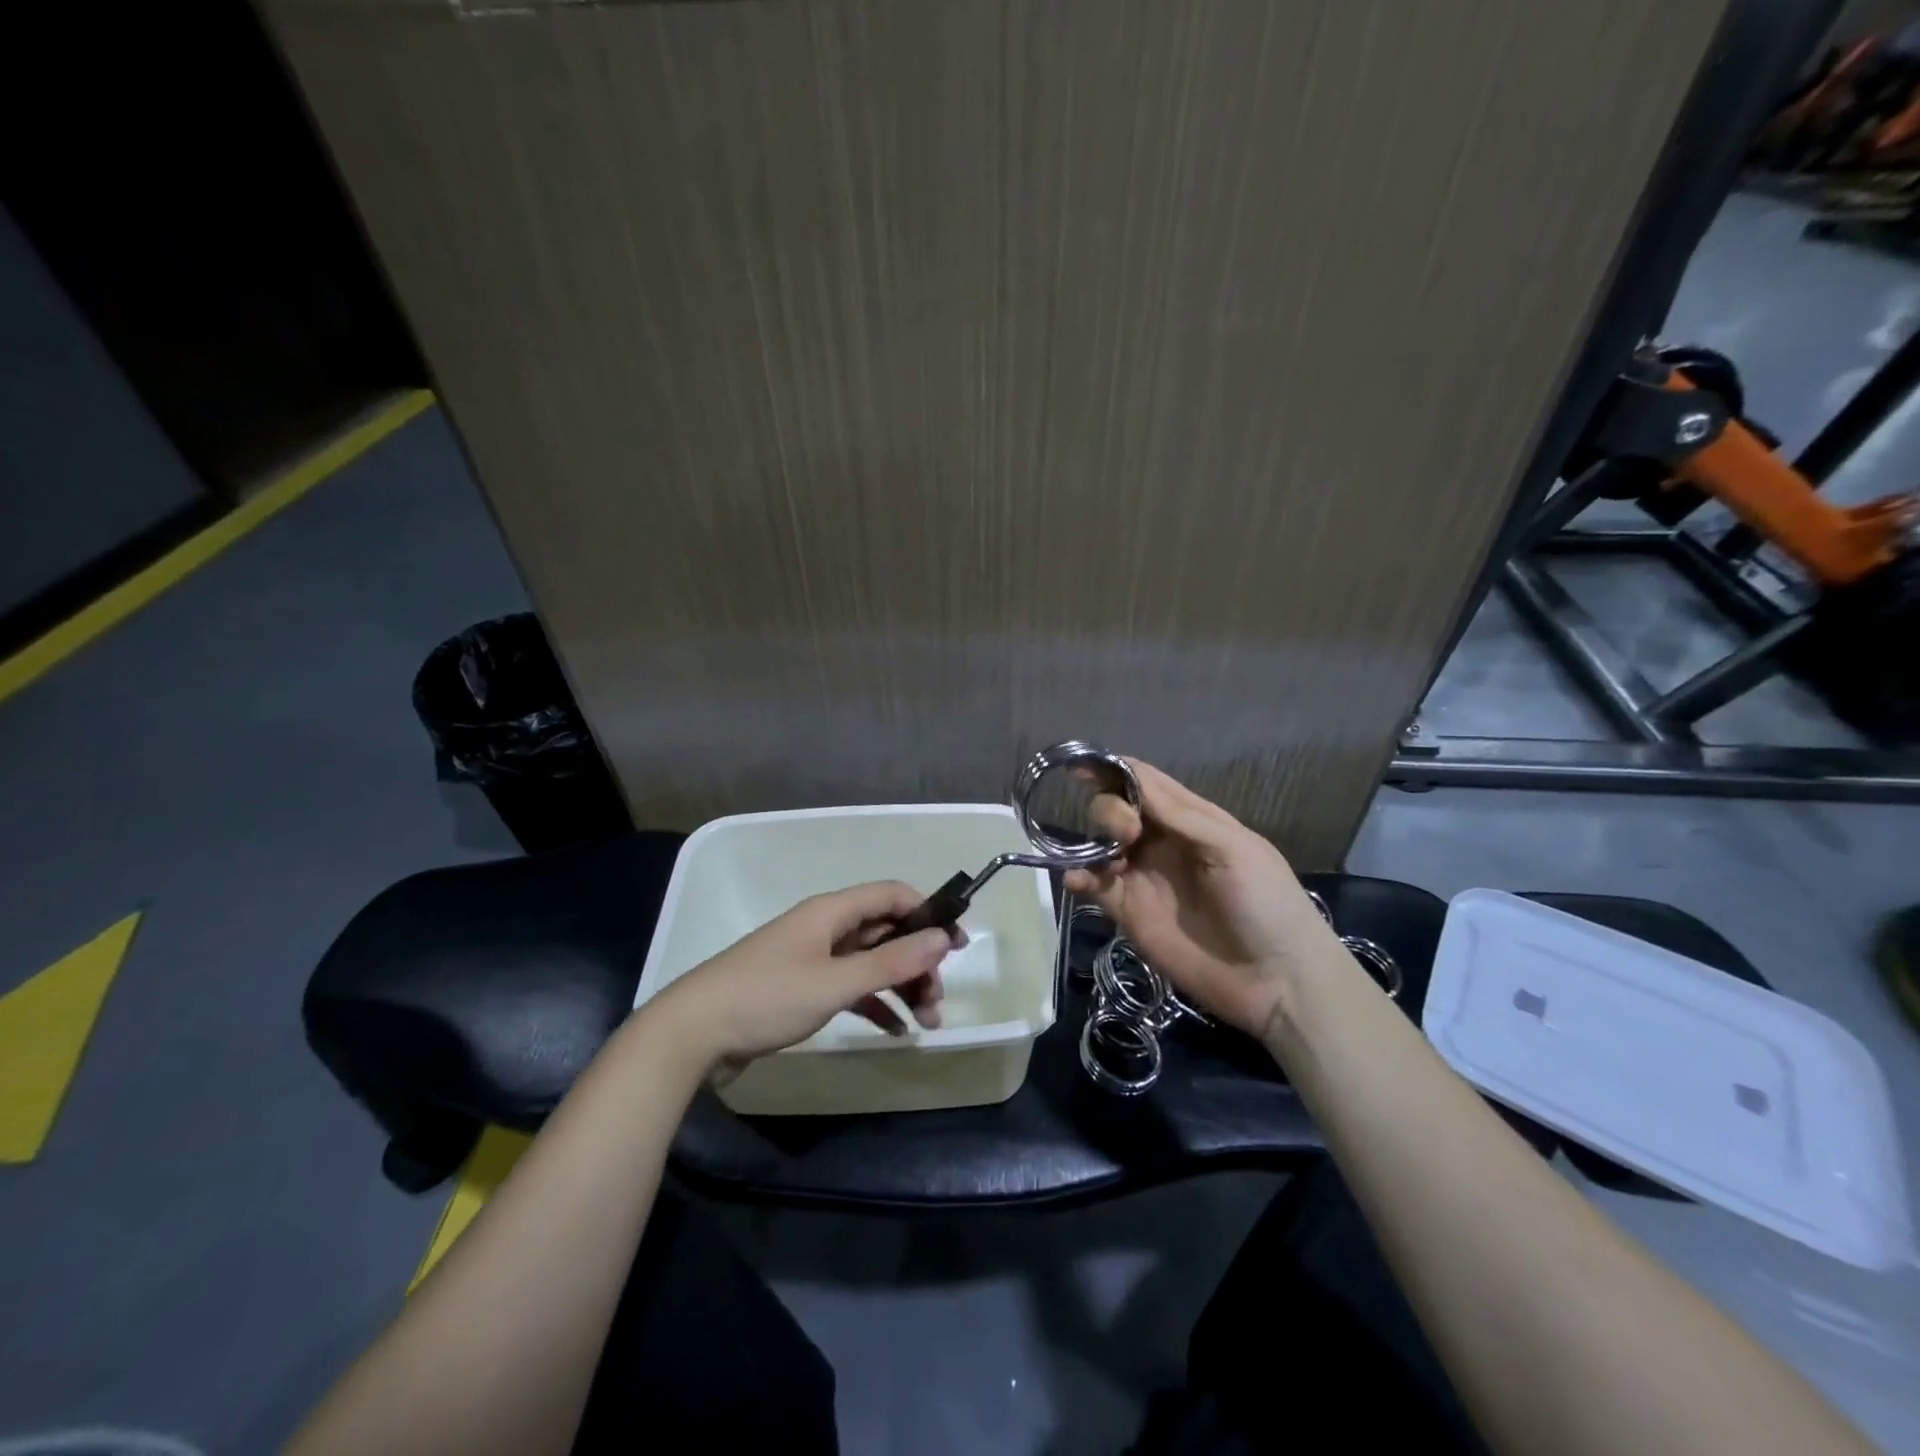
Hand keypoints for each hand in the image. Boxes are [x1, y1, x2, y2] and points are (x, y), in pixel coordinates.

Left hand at [647, 881, 960, 1070]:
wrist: (692, 1033)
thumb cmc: (766, 998)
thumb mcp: (834, 982)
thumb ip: (890, 963)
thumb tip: (942, 937)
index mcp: (831, 912)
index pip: (892, 895)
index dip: (928, 914)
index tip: (957, 945)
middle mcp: (825, 928)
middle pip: (885, 932)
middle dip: (917, 961)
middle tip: (937, 999)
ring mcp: (812, 959)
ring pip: (870, 964)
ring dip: (900, 987)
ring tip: (925, 1022)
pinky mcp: (801, 989)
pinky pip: (850, 988)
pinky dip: (874, 1004)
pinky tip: (894, 1031)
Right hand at [1063, 759, 1342, 1038]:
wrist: (1275, 982)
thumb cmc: (1265, 903)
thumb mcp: (1232, 848)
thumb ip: (1180, 815)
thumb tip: (1132, 777)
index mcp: (1191, 820)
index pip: (1146, 783)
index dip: (1116, 770)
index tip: (1084, 762)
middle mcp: (1162, 843)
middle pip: (1117, 808)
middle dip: (1110, 809)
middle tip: (1126, 833)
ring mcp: (1142, 877)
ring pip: (1100, 843)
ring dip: (1091, 839)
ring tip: (1110, 859)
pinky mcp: (1128, 912)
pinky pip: (1093, 885)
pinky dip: (1077, 877)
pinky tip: (1077, 880)